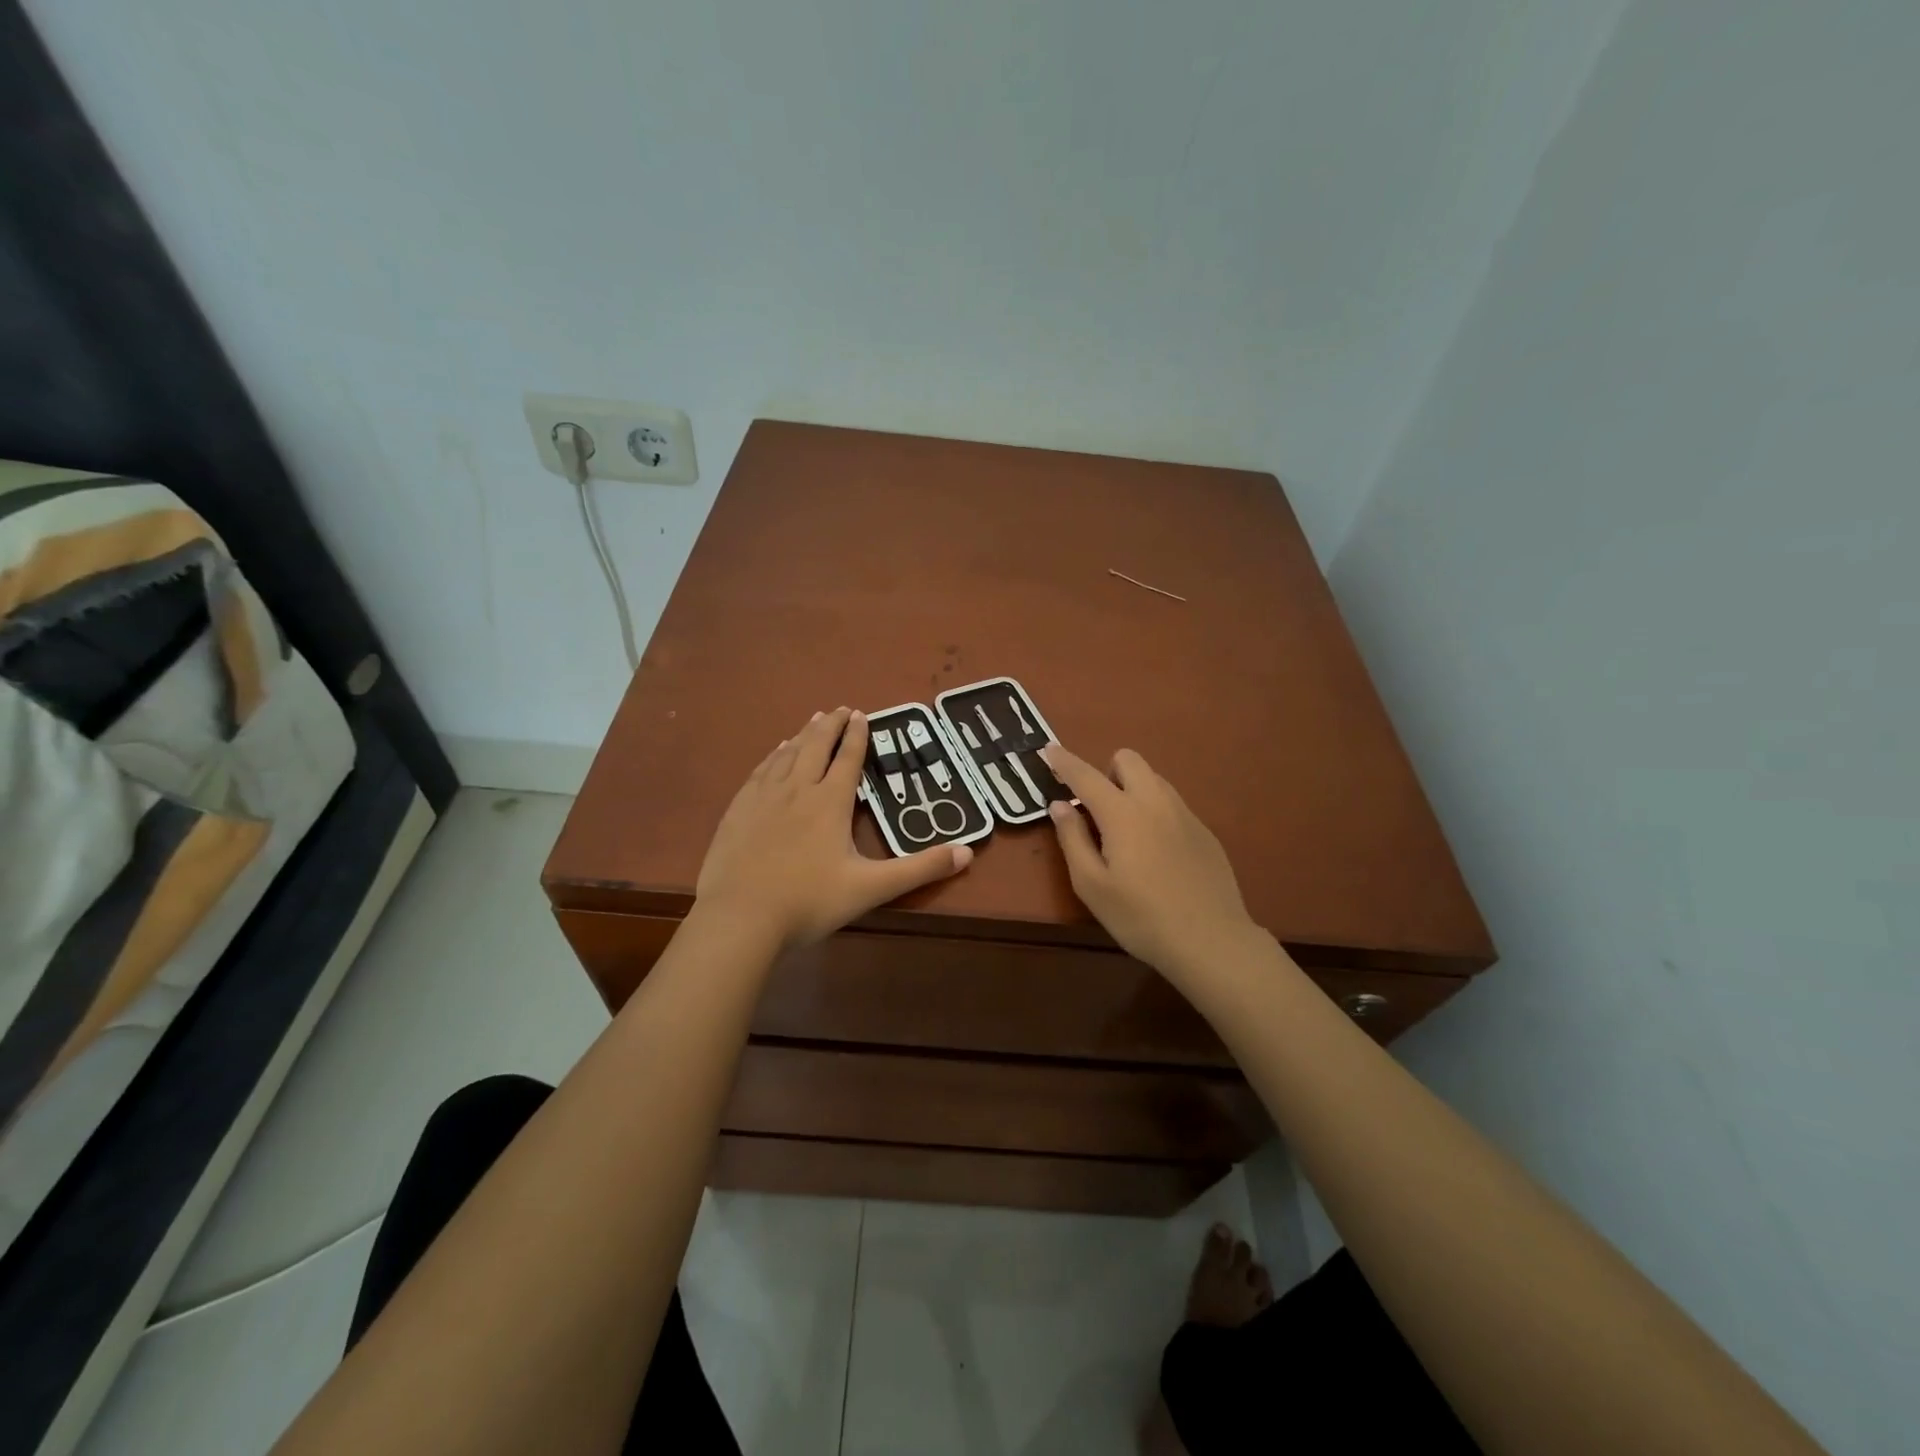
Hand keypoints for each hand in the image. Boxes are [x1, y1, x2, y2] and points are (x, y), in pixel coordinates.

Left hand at [696, 708, 971, 949]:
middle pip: (816, 746)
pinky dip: (774, 755)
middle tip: (840, 709)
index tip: (862, 714)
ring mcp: (764, 797)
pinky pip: (761, 771)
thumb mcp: (872, 888)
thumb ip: (920, 869)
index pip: (848, 759)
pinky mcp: (739, 809)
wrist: (740, 917)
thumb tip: (968, 853)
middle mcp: (798, 789)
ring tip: (814, 720)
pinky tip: (776, 752)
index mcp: (830, 802)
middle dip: (831, 725)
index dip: (857, 735)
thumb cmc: (809, 902)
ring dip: (804, 734)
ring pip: (788, 754)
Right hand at [1040, 744, 1264, 984]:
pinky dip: (1154, 811)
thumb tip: (1060, 805)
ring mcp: (1185, 814)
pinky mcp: (1204, 831)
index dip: (1064, 761)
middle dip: (1106, 771)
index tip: (1048, 749)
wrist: (1211, 941)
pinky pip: (1172, 804)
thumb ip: (1072, 839)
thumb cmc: (1140, 917)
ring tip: (1125, 831)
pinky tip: (1156, 853)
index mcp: (1122, 813)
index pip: (1086, 775)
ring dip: (1132, 788)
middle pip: (1128, 759)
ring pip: (1154, 779)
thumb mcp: (1091, 885)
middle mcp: (1155, 802)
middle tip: (1096, 808)